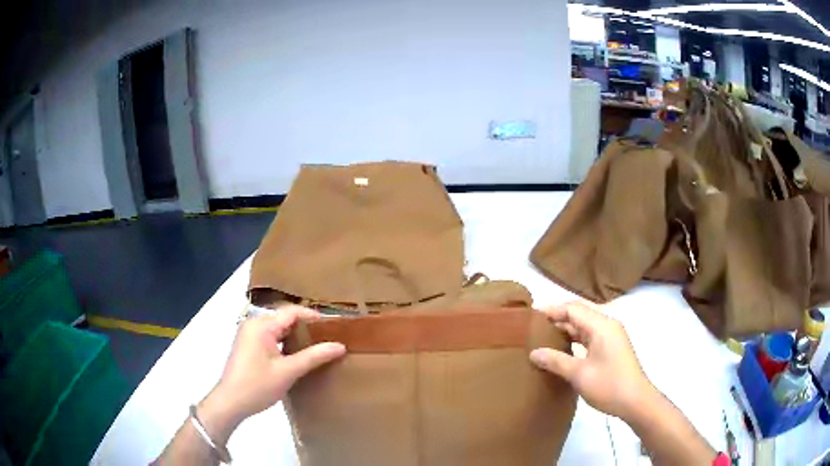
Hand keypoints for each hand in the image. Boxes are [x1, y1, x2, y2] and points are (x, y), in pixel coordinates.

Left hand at [198, 306, 345, 442]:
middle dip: (306, 327)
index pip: (292, 312)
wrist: (230, 402)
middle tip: (328, 337)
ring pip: (278, 329)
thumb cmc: (258, 385)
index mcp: (261, 326)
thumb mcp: (288, 372)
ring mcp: (249, 335)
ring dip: (295, 336)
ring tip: (317, 347)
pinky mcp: (248, 346)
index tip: (334, 326)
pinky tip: (297, 356)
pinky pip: (271, 338)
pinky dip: (285, 344)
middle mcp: (253, 325)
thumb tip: (340, 346)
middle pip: (284, 319)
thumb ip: (314, 357)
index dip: (313, 317)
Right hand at [529, 301, 656, 420]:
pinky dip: (575, 339)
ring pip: (585, 325)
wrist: (636, 401)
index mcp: (601, 325)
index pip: (573, 308)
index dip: (552, 310)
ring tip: (544, 337)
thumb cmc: (609, 385)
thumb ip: (556, 360)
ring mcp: (611, 336)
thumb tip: (533, 353)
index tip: (531, 316)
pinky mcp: (612, 347)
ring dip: (566, 329)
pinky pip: (590, 336)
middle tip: (535, 326)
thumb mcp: (579, 374)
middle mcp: (607, 325)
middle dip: (558, 317)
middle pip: (580, 313)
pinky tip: (562, 349)